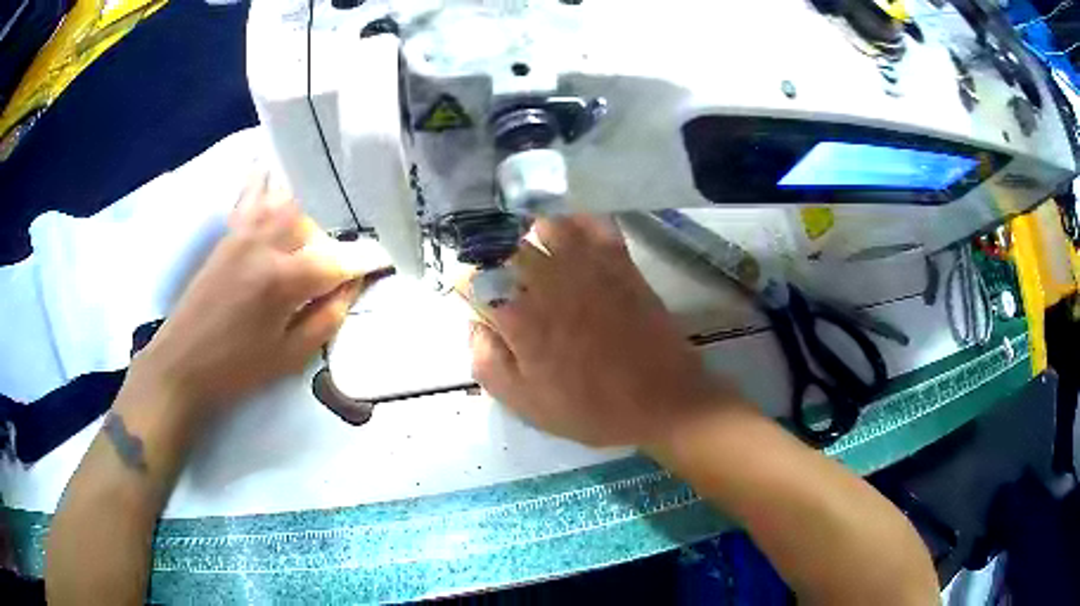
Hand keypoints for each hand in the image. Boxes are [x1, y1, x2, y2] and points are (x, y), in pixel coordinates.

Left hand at [132, 174, 362, 414]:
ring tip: (323, 215)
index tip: (386, 260)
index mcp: (283, 280)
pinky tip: (274, 166)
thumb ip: (327, 317)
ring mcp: (244, 231)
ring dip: (310, 205)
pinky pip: (252, 193)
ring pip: (287, 197)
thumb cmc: (236, 368)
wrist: (182, 362)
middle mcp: (265, 243)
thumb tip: (352, 284)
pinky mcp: (228, 232)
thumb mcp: (290, 358)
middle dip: (333, 238)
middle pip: (314, 220)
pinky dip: (266, 178)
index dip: (366, 260)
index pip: (337, 259)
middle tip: (338, 263)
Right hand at [469, 216, 741, 447]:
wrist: (662, 401)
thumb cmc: (590, 409)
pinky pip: (593, 223)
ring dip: (534, 237)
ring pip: (546, 225)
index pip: (475, 279)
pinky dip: (578, 223)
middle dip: (496, 259)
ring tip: (538, 258)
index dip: (469, 286)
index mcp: (520, 318)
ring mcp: (588, 265)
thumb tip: (475, 323)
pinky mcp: (620, 261)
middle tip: (505, 282)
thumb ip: (486, 361)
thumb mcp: (525, 404)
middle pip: (506, 245)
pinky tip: (574, 241)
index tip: (477, 299)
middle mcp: (549, 281)